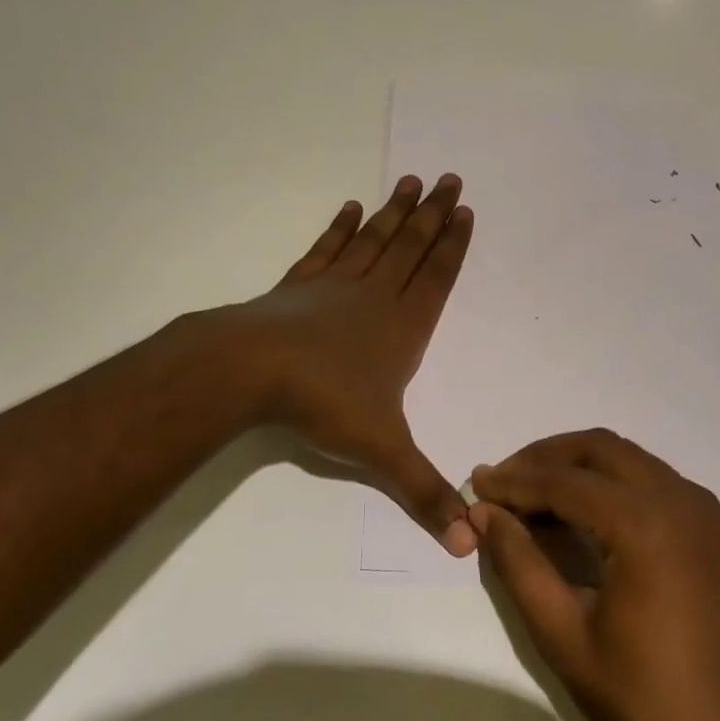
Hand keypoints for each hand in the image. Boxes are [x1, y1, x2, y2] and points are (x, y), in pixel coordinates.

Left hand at [219, 174, 476, 555]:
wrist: (251, 371)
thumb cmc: (324, 403)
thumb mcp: (382, 453)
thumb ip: (424, 493)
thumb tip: (468, 543)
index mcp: (402, 327)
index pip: (438, 277)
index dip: (454, 245)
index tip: (466, 211)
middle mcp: (375, 297)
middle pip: (411, 246)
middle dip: (433, 214)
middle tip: (450, 177)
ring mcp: (336, 286)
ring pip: (375, 240)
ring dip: (395, 211)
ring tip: (410, 180)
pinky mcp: (299, 286)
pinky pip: (327, 249)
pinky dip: (341, 228)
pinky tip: (351, 207)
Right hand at [469, 430, 719, 720]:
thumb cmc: (638, 694)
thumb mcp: (561, 632)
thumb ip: (518, 563)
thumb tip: (484, 512)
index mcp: (646, 525)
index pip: (566, 482)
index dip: (516, 481)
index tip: (477, 484)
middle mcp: (678, 498)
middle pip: (598, 448)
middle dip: (545, 458)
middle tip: (504, 482)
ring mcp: (700, 505)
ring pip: (624, 456)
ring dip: (575, 464)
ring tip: (532, 492)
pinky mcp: (707, 520)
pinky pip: (648, 476)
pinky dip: (608, 479)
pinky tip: (579, 508)